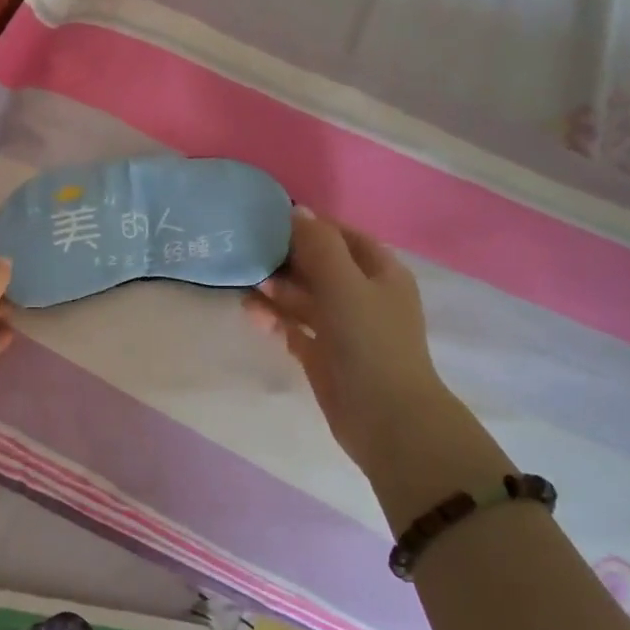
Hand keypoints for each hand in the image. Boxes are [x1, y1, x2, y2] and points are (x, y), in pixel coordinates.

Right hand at [245, 211, 513, 524]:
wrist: (386, 418)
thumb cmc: (370, 342)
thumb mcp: (345, 284)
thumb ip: (319, 245)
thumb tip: (297, 210)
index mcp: (380, 272)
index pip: (341, 236)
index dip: (309, 226)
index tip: (269, 220)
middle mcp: (363, 295)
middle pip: (320, 266)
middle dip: (286, 259)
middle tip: (248, 253)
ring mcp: (344, 328)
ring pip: (304, 298)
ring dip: (276, 290)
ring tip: (244, 284)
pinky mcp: (325, 356)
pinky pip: (295, 328)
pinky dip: (275, 319)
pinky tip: (250, 314)